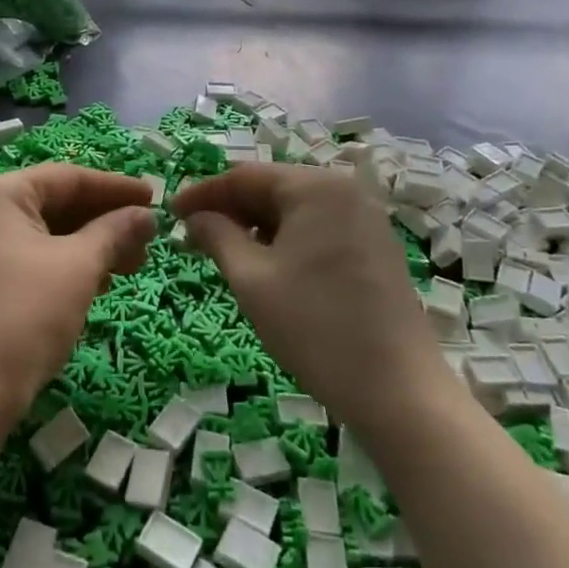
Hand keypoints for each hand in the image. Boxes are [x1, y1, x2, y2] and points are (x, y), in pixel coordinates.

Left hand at [0, 165, 156, 436]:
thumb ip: (115, 232)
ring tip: (129, 266)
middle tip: (147, 242)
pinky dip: (63, 266)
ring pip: (43, 235)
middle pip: (54, 204)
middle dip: (104, 221)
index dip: (116, 187)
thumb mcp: (78, 268)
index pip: (68, 177)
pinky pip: (27, 259)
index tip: (155, 198)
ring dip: (88, 246)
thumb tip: (145, 215)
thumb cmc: (23, 317)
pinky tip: (95, 284)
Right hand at [173, 165, 445, 432]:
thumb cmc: (314, 327)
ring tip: (224, 253)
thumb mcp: (251, 279)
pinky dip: (285, 239)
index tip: (170, 213)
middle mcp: (344, 189)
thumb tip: (195, 217)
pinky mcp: (375, 246)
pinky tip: (266, 265)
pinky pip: (318, 228)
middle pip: (272, 188)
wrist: (398, 390)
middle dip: (229, 209)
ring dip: (255, 226)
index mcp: (315, 186)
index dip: (202, 193)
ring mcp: (365, 218)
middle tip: (193, 236)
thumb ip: (217, 235)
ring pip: (295, 210)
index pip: (244, 176)